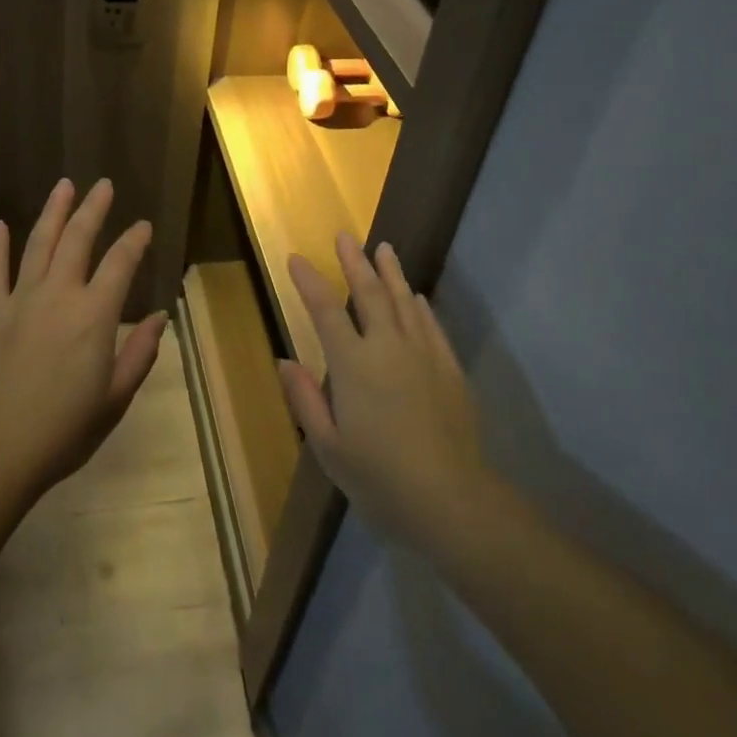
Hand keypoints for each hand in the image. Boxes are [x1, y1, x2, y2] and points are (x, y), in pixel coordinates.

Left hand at [0, 177, 166, 500]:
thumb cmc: (64, 431)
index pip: (120, 263)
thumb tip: (161, 317)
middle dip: (93, 209)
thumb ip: (140, 353)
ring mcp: (20, 300)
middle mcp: (59, 295)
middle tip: (103, 185)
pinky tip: (0, 225)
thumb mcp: (115, 399)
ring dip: (53, 212)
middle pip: (78, 239)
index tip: (143, 225)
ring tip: (64, 186)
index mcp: (94, 316)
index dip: (134, 240)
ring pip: (38, 243)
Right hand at [279, 233, 490, 553]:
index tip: (295, 258)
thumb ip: (305, 399)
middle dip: (355, 262)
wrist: (451, 499)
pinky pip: (431, 325)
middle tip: (345, 236)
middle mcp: (388, 347)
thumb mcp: (329, 446)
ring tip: (383, 248)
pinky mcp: (449, 368)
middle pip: (369, 294)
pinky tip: (416, 296)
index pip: (325, 311)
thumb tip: (285, 360)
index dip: (309, 282)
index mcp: (353, 364)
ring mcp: (423, 354)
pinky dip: (420, 306)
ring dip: (391, 272)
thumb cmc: (379, 477)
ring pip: (404, 301)